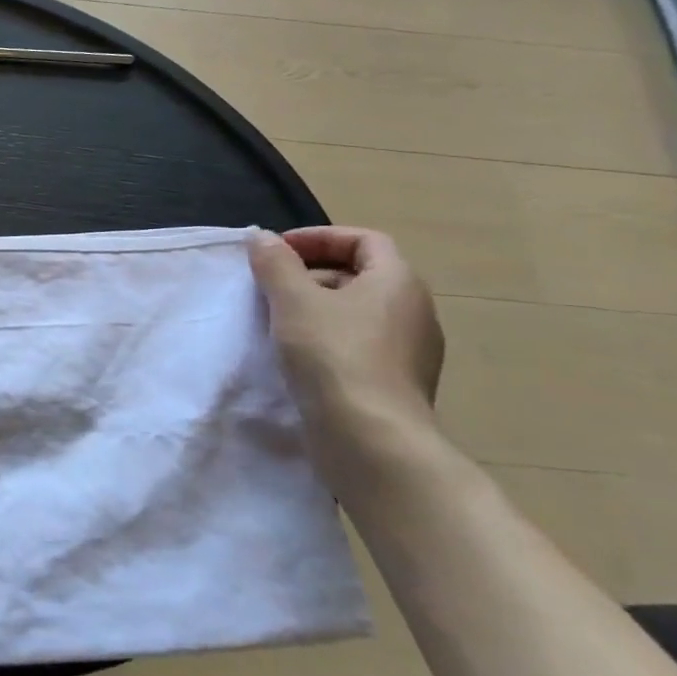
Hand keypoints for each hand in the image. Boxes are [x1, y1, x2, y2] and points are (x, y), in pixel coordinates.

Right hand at [248, 227, 445, 485]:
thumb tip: (262, 237)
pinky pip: (359, 344)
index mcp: (398, 282)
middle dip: (311, 273)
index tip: (278, 250)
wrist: (370, 439)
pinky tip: (296, 356)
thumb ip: (275, 263)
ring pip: (357, 312)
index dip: (319, 237)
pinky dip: (327, 338)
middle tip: (269, 286)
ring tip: (276, 321)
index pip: (364, 240)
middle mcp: (414, 311)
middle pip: (360, 275)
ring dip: (316, 307)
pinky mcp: (396, 384)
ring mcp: (410, 351)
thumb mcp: (293, 300)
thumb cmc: (333, 355)